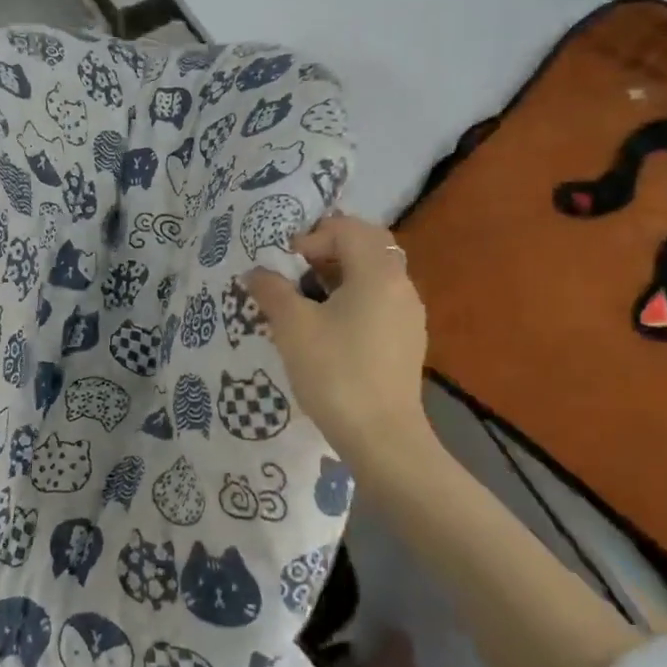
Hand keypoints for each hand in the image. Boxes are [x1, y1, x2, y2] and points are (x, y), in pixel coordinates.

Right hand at [245, 215, 440, 480]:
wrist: (383, 438)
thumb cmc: (335, 373)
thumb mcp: (293, 327)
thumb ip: (272, 291)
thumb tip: (256, 272)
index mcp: (377, 271)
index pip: (346, 228)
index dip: (311, 238)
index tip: (286, 267)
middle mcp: (401, 284)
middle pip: (368, 244)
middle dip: (330, 249)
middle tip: (299, 272)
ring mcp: (409, 313)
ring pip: (376, 273)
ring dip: (342, 274)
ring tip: (310, 301)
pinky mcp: (408, 339)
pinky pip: (382, 299)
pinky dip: (356, 298)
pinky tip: (332, 329)